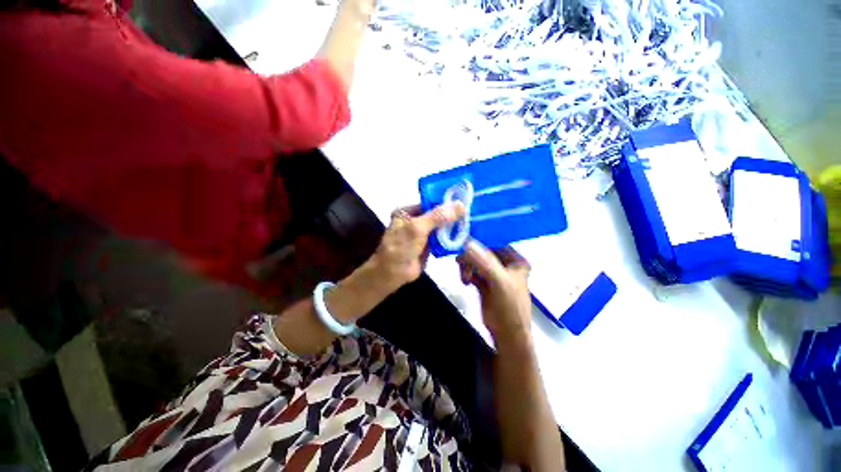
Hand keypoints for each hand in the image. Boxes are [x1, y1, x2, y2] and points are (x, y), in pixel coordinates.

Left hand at [371, 203, 464, 290]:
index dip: (445, 202)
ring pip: (440, 228)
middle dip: (451, 215)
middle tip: (470, 213)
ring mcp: (421, 234)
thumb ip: (438, 216)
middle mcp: (414, 221)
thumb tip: (460, 205)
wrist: (393, 273)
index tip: (463, 201)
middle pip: (436, 215)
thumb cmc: (401, 246)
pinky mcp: (428, 246)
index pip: (429, 203)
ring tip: (471, 222)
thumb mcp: (418, 227)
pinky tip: (464, 235)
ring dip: (452, 227)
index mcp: (407, 212)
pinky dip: (451, 238)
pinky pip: (441, 239)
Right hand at [458, 240, 531, 343]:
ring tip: (464, 278)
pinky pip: (471, 270)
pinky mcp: (484, 281)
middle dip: (470, 256)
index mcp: (515, 260)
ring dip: (467, 266)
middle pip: (482, 251)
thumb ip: (484, 262)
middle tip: (461, 262)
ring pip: (475, 260)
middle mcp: (505, 264)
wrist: (507, 335)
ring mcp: (493, 273)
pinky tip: (465, 282)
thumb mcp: (499, 282)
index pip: (496, 241)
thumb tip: (467, 243)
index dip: (480, 238)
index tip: (464, 238)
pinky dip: (466, 273)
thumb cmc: (510, 308)